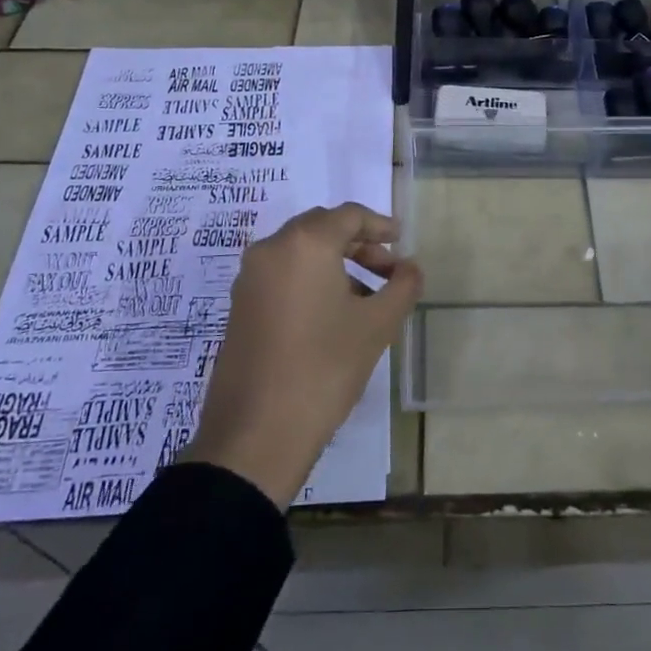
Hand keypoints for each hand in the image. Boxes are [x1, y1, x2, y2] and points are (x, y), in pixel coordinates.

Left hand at [183, 203, 422, 508]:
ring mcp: (249, 278)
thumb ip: (402, 286)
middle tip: (388, 269)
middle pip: (322, 228)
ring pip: (300, 252)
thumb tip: (411, 267)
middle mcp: (271, 249)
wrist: (255, 434)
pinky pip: (282, 274)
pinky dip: (311, 279)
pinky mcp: (240, 306)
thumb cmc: (324, 368)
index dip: (380, 225)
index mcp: (304, 244)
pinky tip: (333, 315)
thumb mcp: (376, 326)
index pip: (349, 215)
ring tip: (366, 298)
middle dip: (358, 243)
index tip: (402, 241)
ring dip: (336, 263)